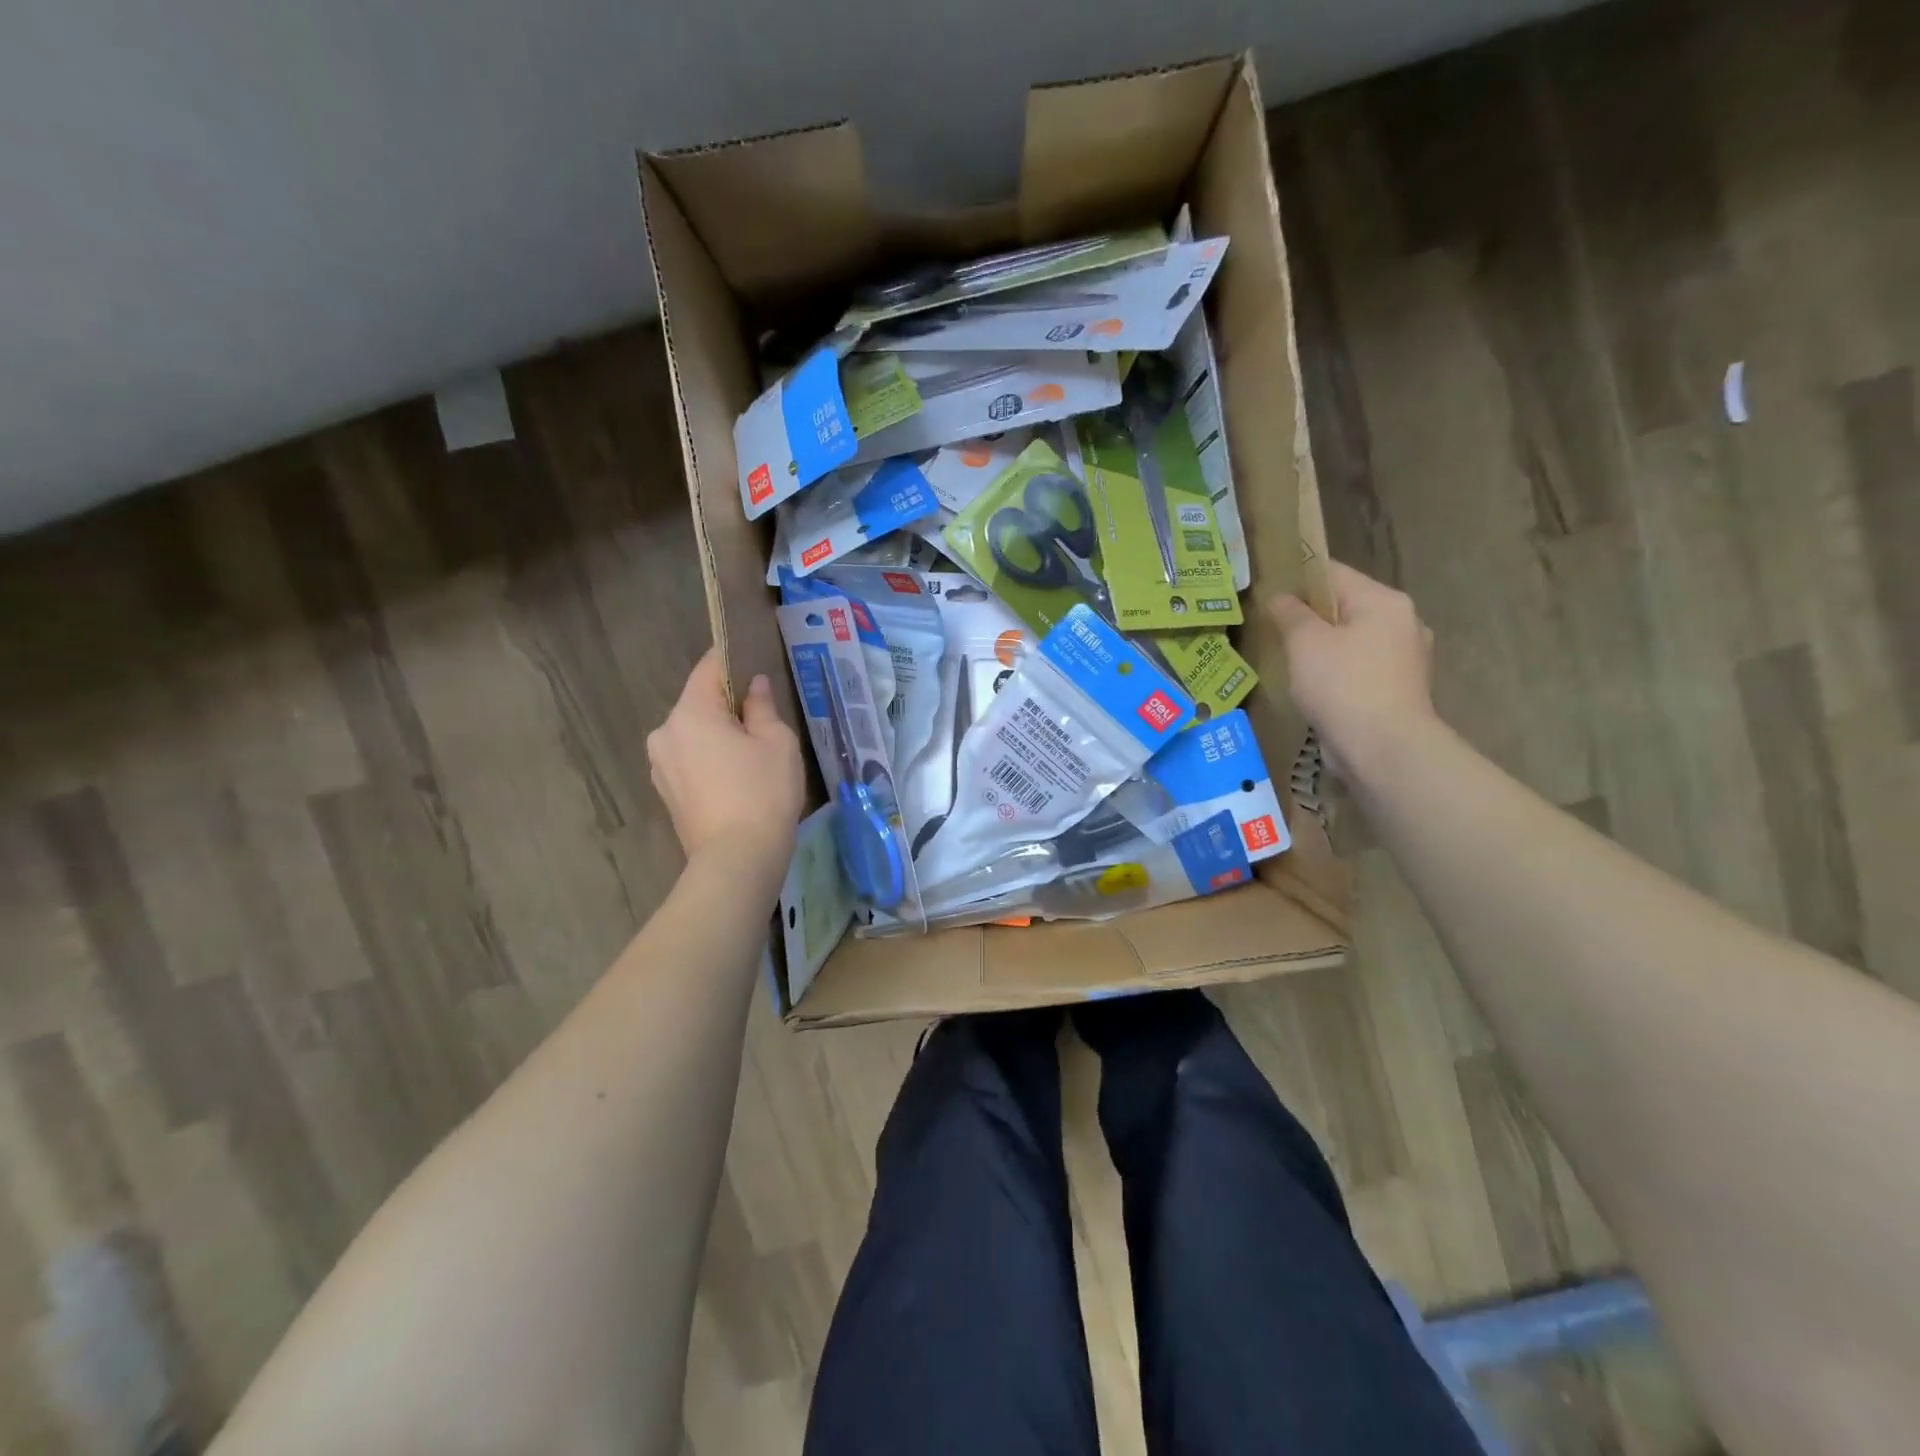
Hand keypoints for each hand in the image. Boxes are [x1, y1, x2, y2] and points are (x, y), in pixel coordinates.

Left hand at [647, 650, 804, 874]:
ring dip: (718, 735)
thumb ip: (762, 707)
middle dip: (727, 706)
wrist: (737, 860)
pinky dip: (710, 760)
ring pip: (694, 734)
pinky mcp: (665, 793)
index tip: (750, 659)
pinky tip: (736, 779)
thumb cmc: (762, 793)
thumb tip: (754, 687)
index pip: (709, 669)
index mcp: (690, 713)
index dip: (731, 659)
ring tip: (752, 755)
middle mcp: (665, 733)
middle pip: (699, 704)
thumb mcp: (777, 743)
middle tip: (763, 720)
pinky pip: (690, 760)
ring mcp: (660, 766)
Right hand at [1268, 561, 1437, 772]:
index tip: (1267, 591)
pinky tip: (1315, 688)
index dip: (1297, 578)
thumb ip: (1290, 613)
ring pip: (1353, 640)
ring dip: (1324, 647)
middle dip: (1310, 616)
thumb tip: (1280, 597)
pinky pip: (1360, 669)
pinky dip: (1338, 673)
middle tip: (1273, 629)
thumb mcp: (1304, 642)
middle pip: (1346, 607)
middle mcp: (1403, 623)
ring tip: (1290, 660)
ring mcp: (1406, 659)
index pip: (1333, 574)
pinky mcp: (1399, 690)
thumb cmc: (1342, 685)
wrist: (1384, 749)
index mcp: (1384, 601)